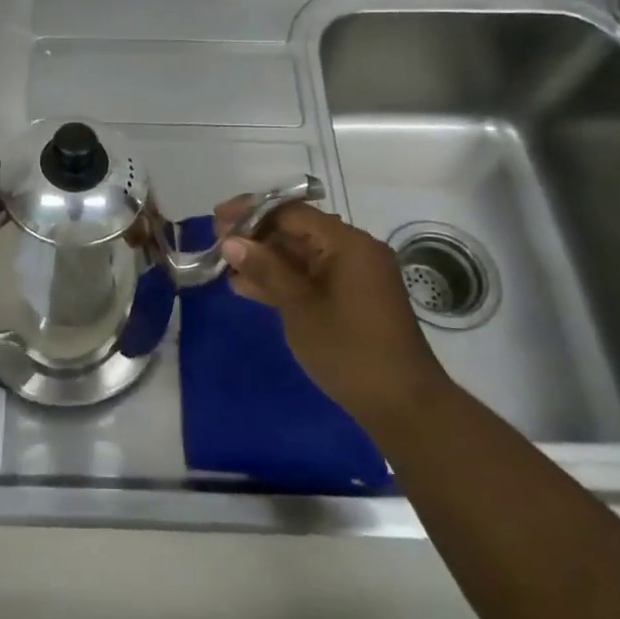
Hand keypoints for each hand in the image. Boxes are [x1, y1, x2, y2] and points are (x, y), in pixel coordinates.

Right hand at [215, 201, 445, 436]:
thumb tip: (231, 241)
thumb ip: (265, 269)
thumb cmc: (349, 351)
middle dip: (255, 236)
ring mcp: (354, 276)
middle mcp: (354, 251)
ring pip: (301, 256)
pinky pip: (311, 277)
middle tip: (216, 243)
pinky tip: (247, 287)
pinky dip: (282, 280)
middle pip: (296, 230)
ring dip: (264, 260)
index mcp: (347, 243)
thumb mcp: (299, 307)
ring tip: (224, 267)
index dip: (251, 212)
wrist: (403, 406)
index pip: (291, 212)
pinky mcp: (351, 299)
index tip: (217, 219)